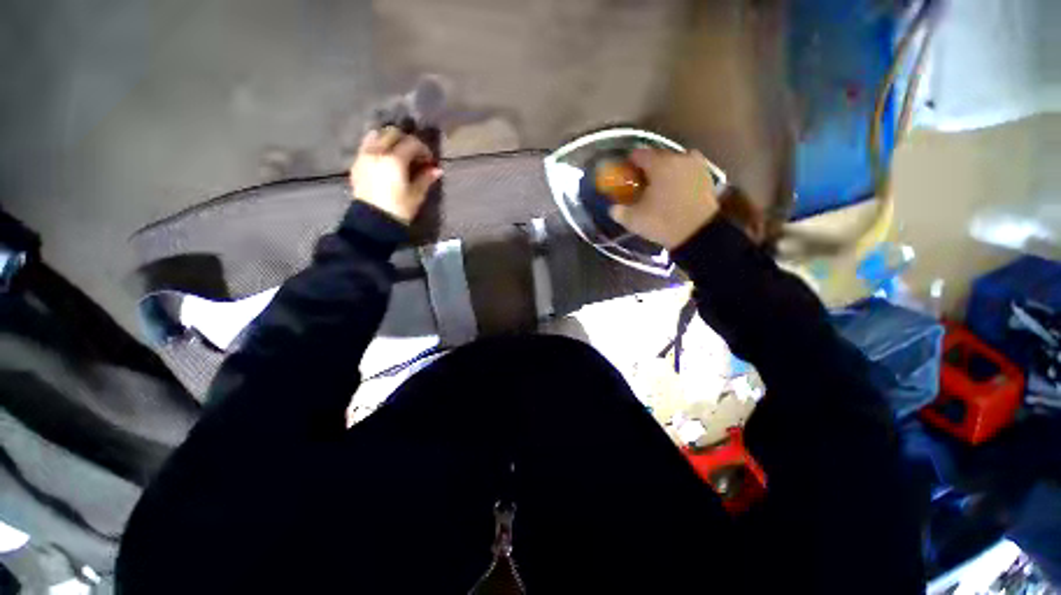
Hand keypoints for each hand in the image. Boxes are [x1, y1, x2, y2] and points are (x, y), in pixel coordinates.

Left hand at [349, 127, 441, 224]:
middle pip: (393, 133)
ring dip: (390, 140)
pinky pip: (367, 145)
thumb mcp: (416, 195)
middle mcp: (377, 152)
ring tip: (398, 153)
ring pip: (377, 135)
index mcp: (394, 160)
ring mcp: (364, 156)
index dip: (423, 149)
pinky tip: (385, 159)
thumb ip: (425, 179)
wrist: (372, 222)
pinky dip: (377, 145)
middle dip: (406, 140)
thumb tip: (437, 170)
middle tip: (415, 155)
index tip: (430, 161)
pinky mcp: (357, 163)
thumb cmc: (398, 210)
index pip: (411, 143)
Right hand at [608, 149, 719, 249]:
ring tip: (660, 186)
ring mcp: (695, 164)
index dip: (629, 163)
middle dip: (648, 167)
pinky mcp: (707, 175)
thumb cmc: (662, 222)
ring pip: (674, 161)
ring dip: (665, 170)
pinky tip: (675, 189)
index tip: (625, 175)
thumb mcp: (633, 220)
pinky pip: (687, 169)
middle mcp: (678, 157)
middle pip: (657, 156)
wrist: (698, 233)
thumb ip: (619, 211)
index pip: (638, 154)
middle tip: (641, 182)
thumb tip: (613, 207)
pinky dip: (680, 175)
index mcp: (659, 164)